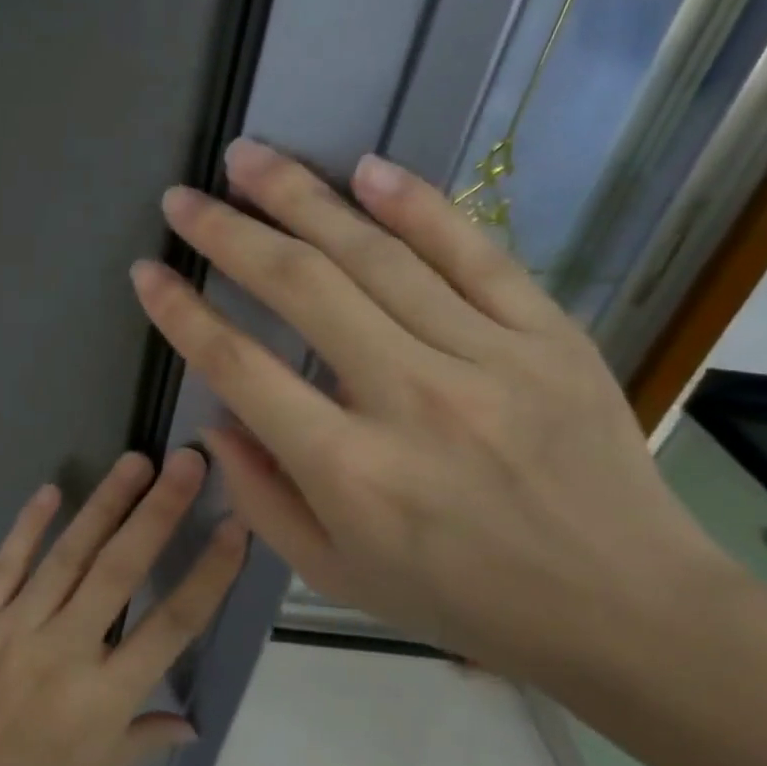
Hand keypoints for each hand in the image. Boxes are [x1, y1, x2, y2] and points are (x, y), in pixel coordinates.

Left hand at [0, 450, 245, 765]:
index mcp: (105, 700)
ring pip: (67, 555)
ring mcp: (12, 630)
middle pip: (121, 570)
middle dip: (159, 511)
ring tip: (135, 462)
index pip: (172, 624)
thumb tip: (190, 721)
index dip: (208, 573)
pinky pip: (4, 565)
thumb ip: (142, 742)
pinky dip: (28, 526)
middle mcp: (65, 652)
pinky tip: (50, 491)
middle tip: (186, 462)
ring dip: (104, 504)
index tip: (234, 527)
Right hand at [130, 139, 726, 680]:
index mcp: (347, 468)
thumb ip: (260, 498)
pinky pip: (473, 252)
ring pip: (376, 255)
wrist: (619, 606)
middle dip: (228, 233)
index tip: (147, 273)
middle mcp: (408, 398)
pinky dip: (416, 205)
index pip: (240, 366)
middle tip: (184, 198)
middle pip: (301, 288)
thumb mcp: (334, 574)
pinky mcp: (547, 334)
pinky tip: (365, 168)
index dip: (182, 314)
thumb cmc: (458, 598)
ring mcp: (485, 357)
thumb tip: (214, 423)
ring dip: (301, 198)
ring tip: (248, 158)